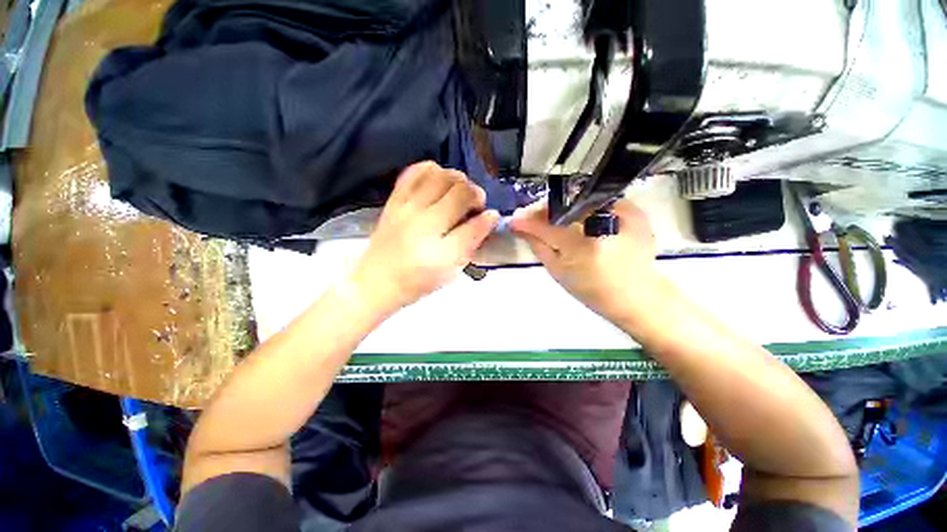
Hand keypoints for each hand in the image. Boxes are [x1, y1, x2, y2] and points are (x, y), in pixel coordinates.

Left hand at [351, 161, 498, 311]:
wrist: (377, 281)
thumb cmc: (418, 280)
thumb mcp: (451, 269)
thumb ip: (471, 241)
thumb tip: (491, 217)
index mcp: (439, 245)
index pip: (474, 223)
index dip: (487, 215)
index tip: (490, 216)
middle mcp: (423, 220)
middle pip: (458, 189)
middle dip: (474, 192)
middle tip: (475, 205)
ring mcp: (406, 206)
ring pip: (438, 174)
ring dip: (456, 179)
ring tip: (458, 191)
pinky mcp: (394, 200)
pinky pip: (413, 173)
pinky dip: (430, 170)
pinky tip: (437, 180)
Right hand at [511, 199, 661, 323]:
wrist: (636, 294)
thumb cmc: (593, 290)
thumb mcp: (558, 272)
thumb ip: (538, 246)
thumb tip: (520, 227)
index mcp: (581, 246)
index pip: (546, 226)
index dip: (526, 221)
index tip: (514, 220)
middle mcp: (601, 225)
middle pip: (562, 206)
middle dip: (542, 210)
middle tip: (531, 218)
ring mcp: (620, 213)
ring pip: (578, 200)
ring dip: (560, 208)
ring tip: (551, 219)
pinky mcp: (632, 209)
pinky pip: (596, 200)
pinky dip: (581, 207)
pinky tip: (575, 218)